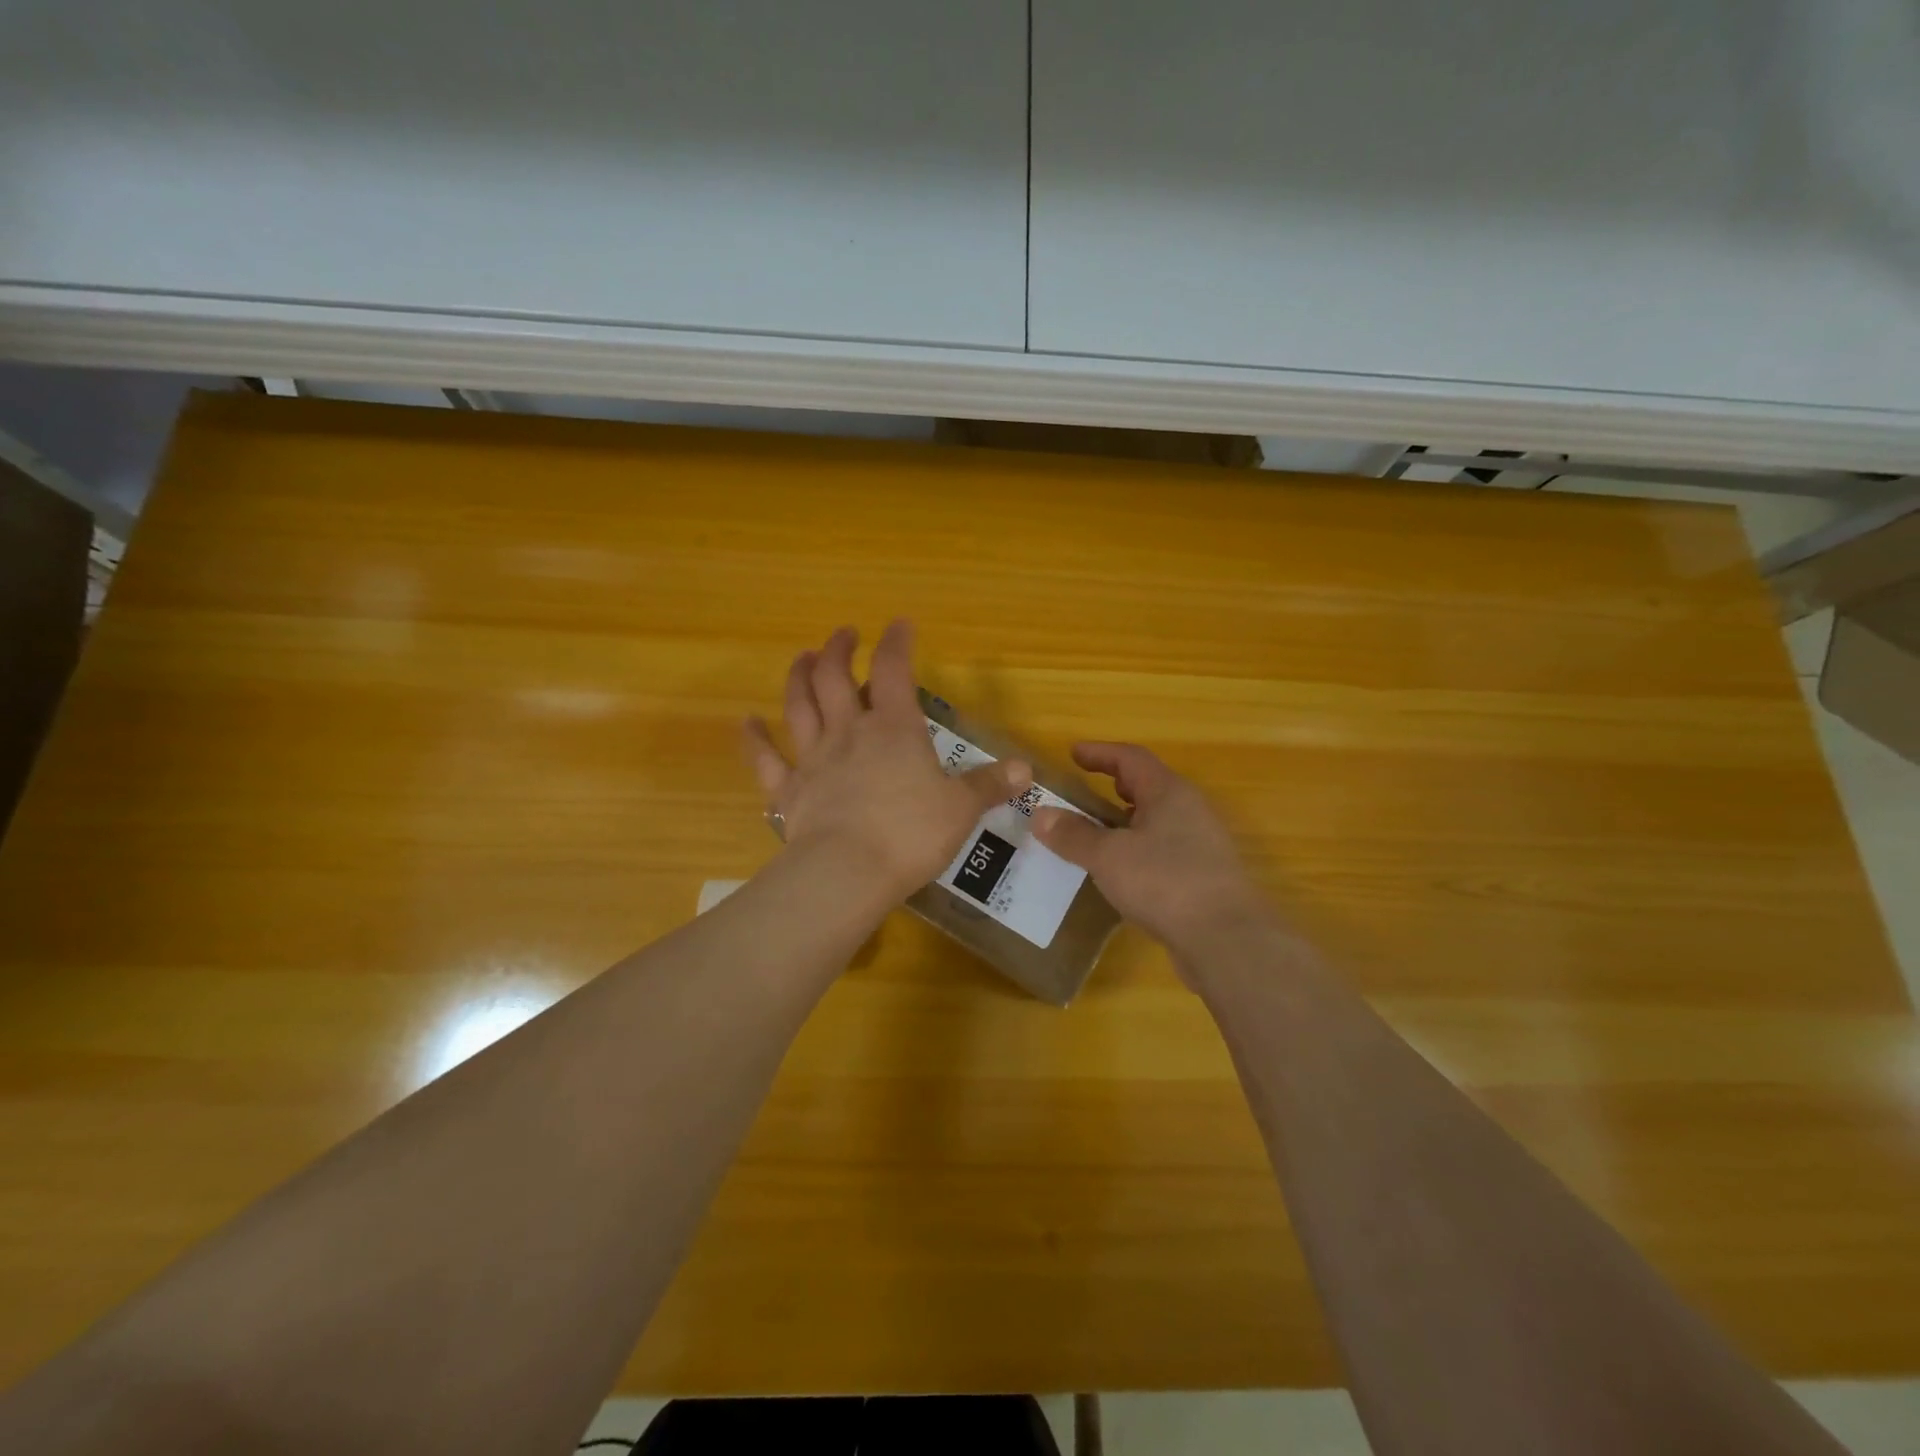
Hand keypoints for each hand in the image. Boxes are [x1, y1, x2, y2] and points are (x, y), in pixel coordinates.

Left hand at [743, 621, 1031, 902]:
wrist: (847, 872)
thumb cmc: (910, 834)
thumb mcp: (961, 809)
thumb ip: (989, 785)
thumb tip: (1026, 770)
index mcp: (894, 729)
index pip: (896, 671)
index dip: (898, 642)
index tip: (901, 624)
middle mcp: (850, 733)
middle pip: (835, 678)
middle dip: (839, 650)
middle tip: (843, 634)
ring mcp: (814, 760)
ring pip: (799, 706)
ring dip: (798, 677)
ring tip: (802, 658)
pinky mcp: (789, 791)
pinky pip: (765, 759)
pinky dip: (753, 739)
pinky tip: (746, 722)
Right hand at [1032, 742, 1267, 952]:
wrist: (1226, 939)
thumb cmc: (1164, 882)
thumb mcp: (1108, 856)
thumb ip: (1073, 834)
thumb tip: (1040, 814)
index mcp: (1169, 792)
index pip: (1131, 758)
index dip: (1100, 753)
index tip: (1073, 753)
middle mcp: (1190, 810)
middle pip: (1148, 785)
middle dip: (1115, 784)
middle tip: (1085, 789)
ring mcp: (1201, 844)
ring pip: (1157, 819)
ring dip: (1125, 819)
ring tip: (1096, 831)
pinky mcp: (1203, 875)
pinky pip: (1163, 848)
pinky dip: (1137, 848)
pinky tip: (1120, 870)